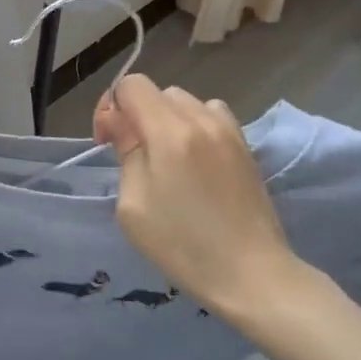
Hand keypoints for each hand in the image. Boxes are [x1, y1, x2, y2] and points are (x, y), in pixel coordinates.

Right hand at [94, 74, 326, 334]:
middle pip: (158, 92)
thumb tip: (119, 121)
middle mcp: (202, 120)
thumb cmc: (182, 245)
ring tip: (165, 158)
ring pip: (186, 102)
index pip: (132, 85)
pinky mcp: (246, 147)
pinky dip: (194, 126)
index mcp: (170, 132)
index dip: (111, 107)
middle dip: (137, 114)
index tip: (108, 142)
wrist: (252, 274)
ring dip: (167, 119)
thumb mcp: (133, 205)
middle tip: (132, 155)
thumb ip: (126, 152)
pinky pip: (212, 116)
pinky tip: (194, 161)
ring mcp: (229, 131)